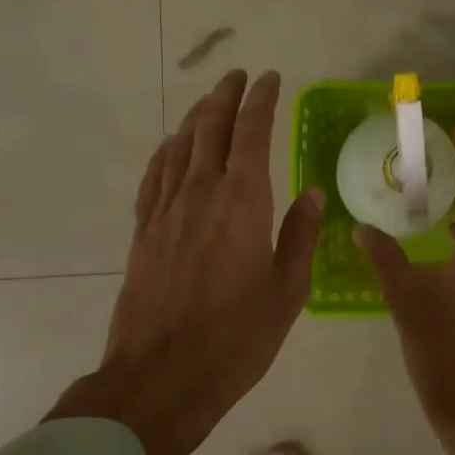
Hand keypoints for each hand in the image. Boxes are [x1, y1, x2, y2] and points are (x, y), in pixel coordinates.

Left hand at [47, 69, 322, 454]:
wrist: (161, 378)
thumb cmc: (236, 338)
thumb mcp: (287, 291)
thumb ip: (299, 236)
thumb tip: (311, 193)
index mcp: (243, 202)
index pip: (251, 132)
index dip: (261, 100)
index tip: (270, 79)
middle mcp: (201, 193)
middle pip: (210, 128)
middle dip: (225, 96)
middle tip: (238, 76)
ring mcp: (166, 211)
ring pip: (179, 146)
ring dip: (196, 116)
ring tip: (209, 100)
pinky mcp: (143, 231)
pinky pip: (155, 176)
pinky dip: (166, 151)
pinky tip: (172, 146)